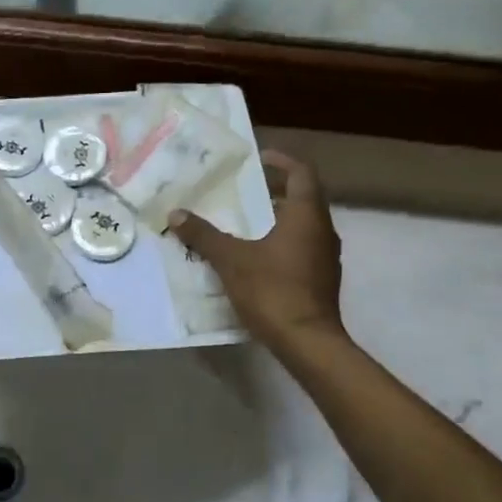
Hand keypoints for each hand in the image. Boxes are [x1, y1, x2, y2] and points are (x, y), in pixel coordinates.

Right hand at [168, 149, 345, 349]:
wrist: (308, 343)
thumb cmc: (273, 291)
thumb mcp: (231, 260)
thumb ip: (204, 236)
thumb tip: (176, 214)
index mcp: (307, 216)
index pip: (302, 173)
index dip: (281, 161)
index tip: (258, 158)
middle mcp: (322, 231)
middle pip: (302, 199)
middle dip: (273, 191)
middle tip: (242, 191)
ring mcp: (325, 258)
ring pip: (301, 226)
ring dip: (276, 219)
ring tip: (243, 223)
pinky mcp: (320, 280)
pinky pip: (300, 249)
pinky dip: (279, 243)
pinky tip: (254, 257)